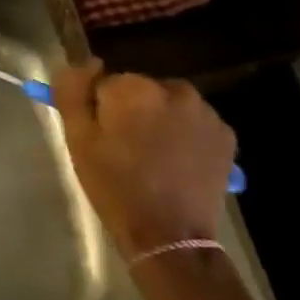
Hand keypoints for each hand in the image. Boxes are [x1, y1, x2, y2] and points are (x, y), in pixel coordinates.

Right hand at [54, 61, 236, 257]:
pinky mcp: (225, 134)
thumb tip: (87, 62)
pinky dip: (185, 136)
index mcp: (134, 88)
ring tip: (154, 160)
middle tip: (126, 152)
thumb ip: (74, 92)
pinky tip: (177, 164)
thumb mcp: (78, 140)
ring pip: (168, 105)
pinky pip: (194, 123)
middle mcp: (174, 89)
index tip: (103, 140)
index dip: (101, 111)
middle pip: (140, 91)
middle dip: (132, 112)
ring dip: (160, 122)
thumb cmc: (116, 187)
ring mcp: (205, 112)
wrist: (170, 237)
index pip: (106, 83)